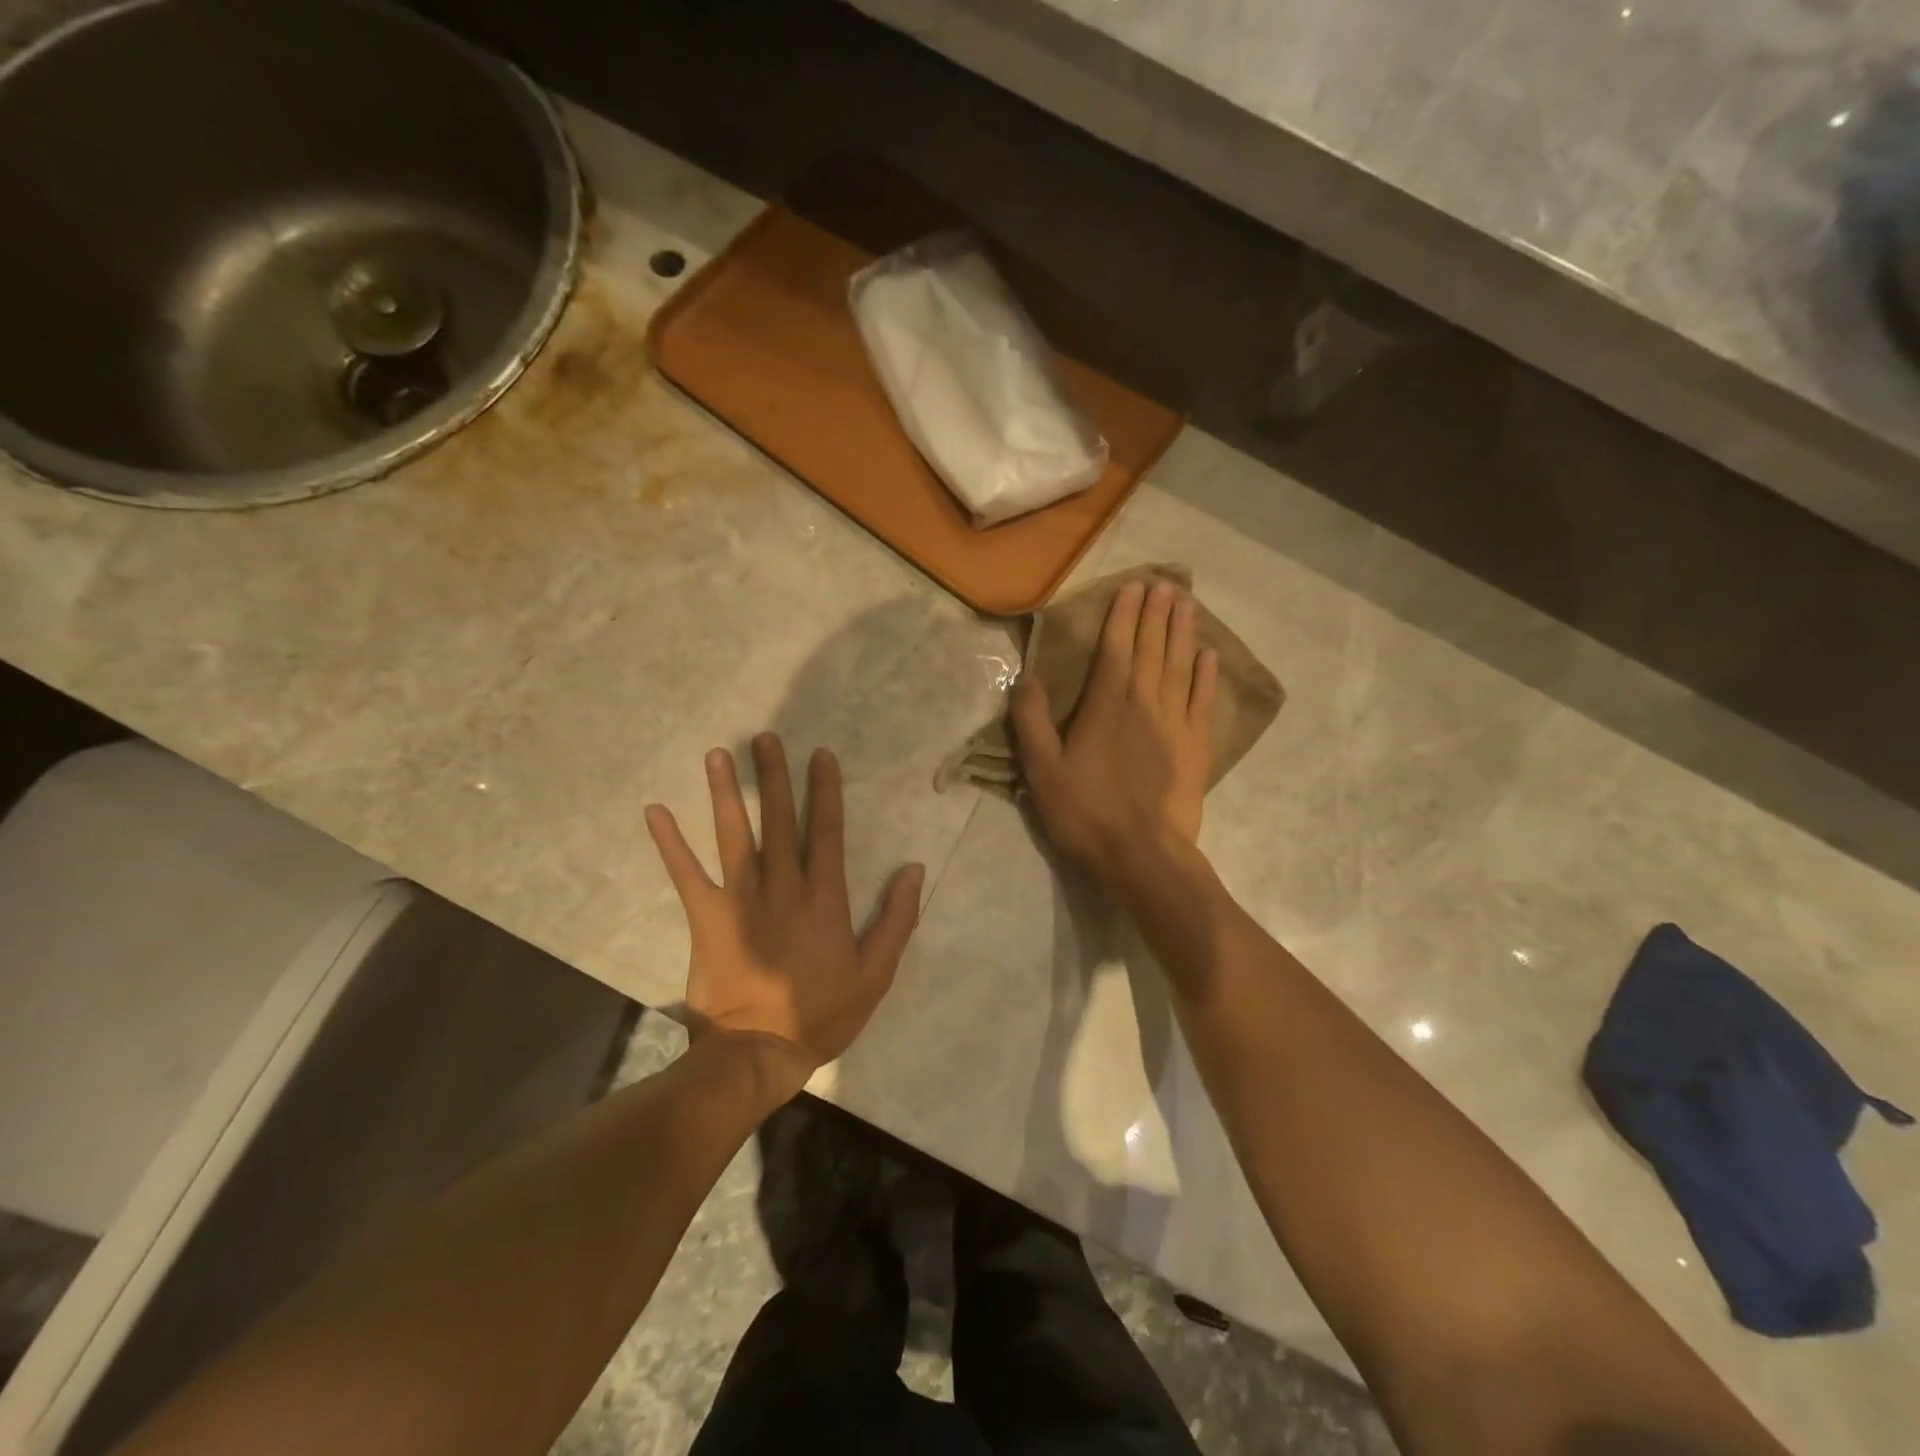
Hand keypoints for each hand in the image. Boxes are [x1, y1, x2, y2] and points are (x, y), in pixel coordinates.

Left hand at [645, 734, 924, 1097]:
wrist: (758, 1052)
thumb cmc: (821, 1013)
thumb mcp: (876, 973)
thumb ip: (897, 919)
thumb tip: (914, 870)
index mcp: (824, 898)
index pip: (826, 831)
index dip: (824, 791)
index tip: (819, 755)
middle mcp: (782, 887)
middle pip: (778, 821)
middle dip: (773, 777)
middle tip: (764, 738)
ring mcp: (740, 900)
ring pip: (734, 836)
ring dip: (725, 794)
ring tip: (717, 755)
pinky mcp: (707, 918)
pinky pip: (686, 874)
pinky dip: (670, 843)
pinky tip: (656, 810)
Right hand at [1011, 578, 1217, 892]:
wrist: (1142, 856)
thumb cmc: (1085, 813)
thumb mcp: (1042, 770)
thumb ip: (1031, 721)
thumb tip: (1027, 677)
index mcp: (1105, 706)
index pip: (1116, 649)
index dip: (1123, 616)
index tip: (1132, 587)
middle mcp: (1144, 704)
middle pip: (1152, 649)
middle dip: (1156, 614)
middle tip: (1165, 583)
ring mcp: (1175, 724)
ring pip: (1180, 667)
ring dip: (1182, 632)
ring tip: (1187, 602)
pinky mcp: (1196, 747)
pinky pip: (1202, 701)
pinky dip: (1206, 675)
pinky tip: (1209, 654)